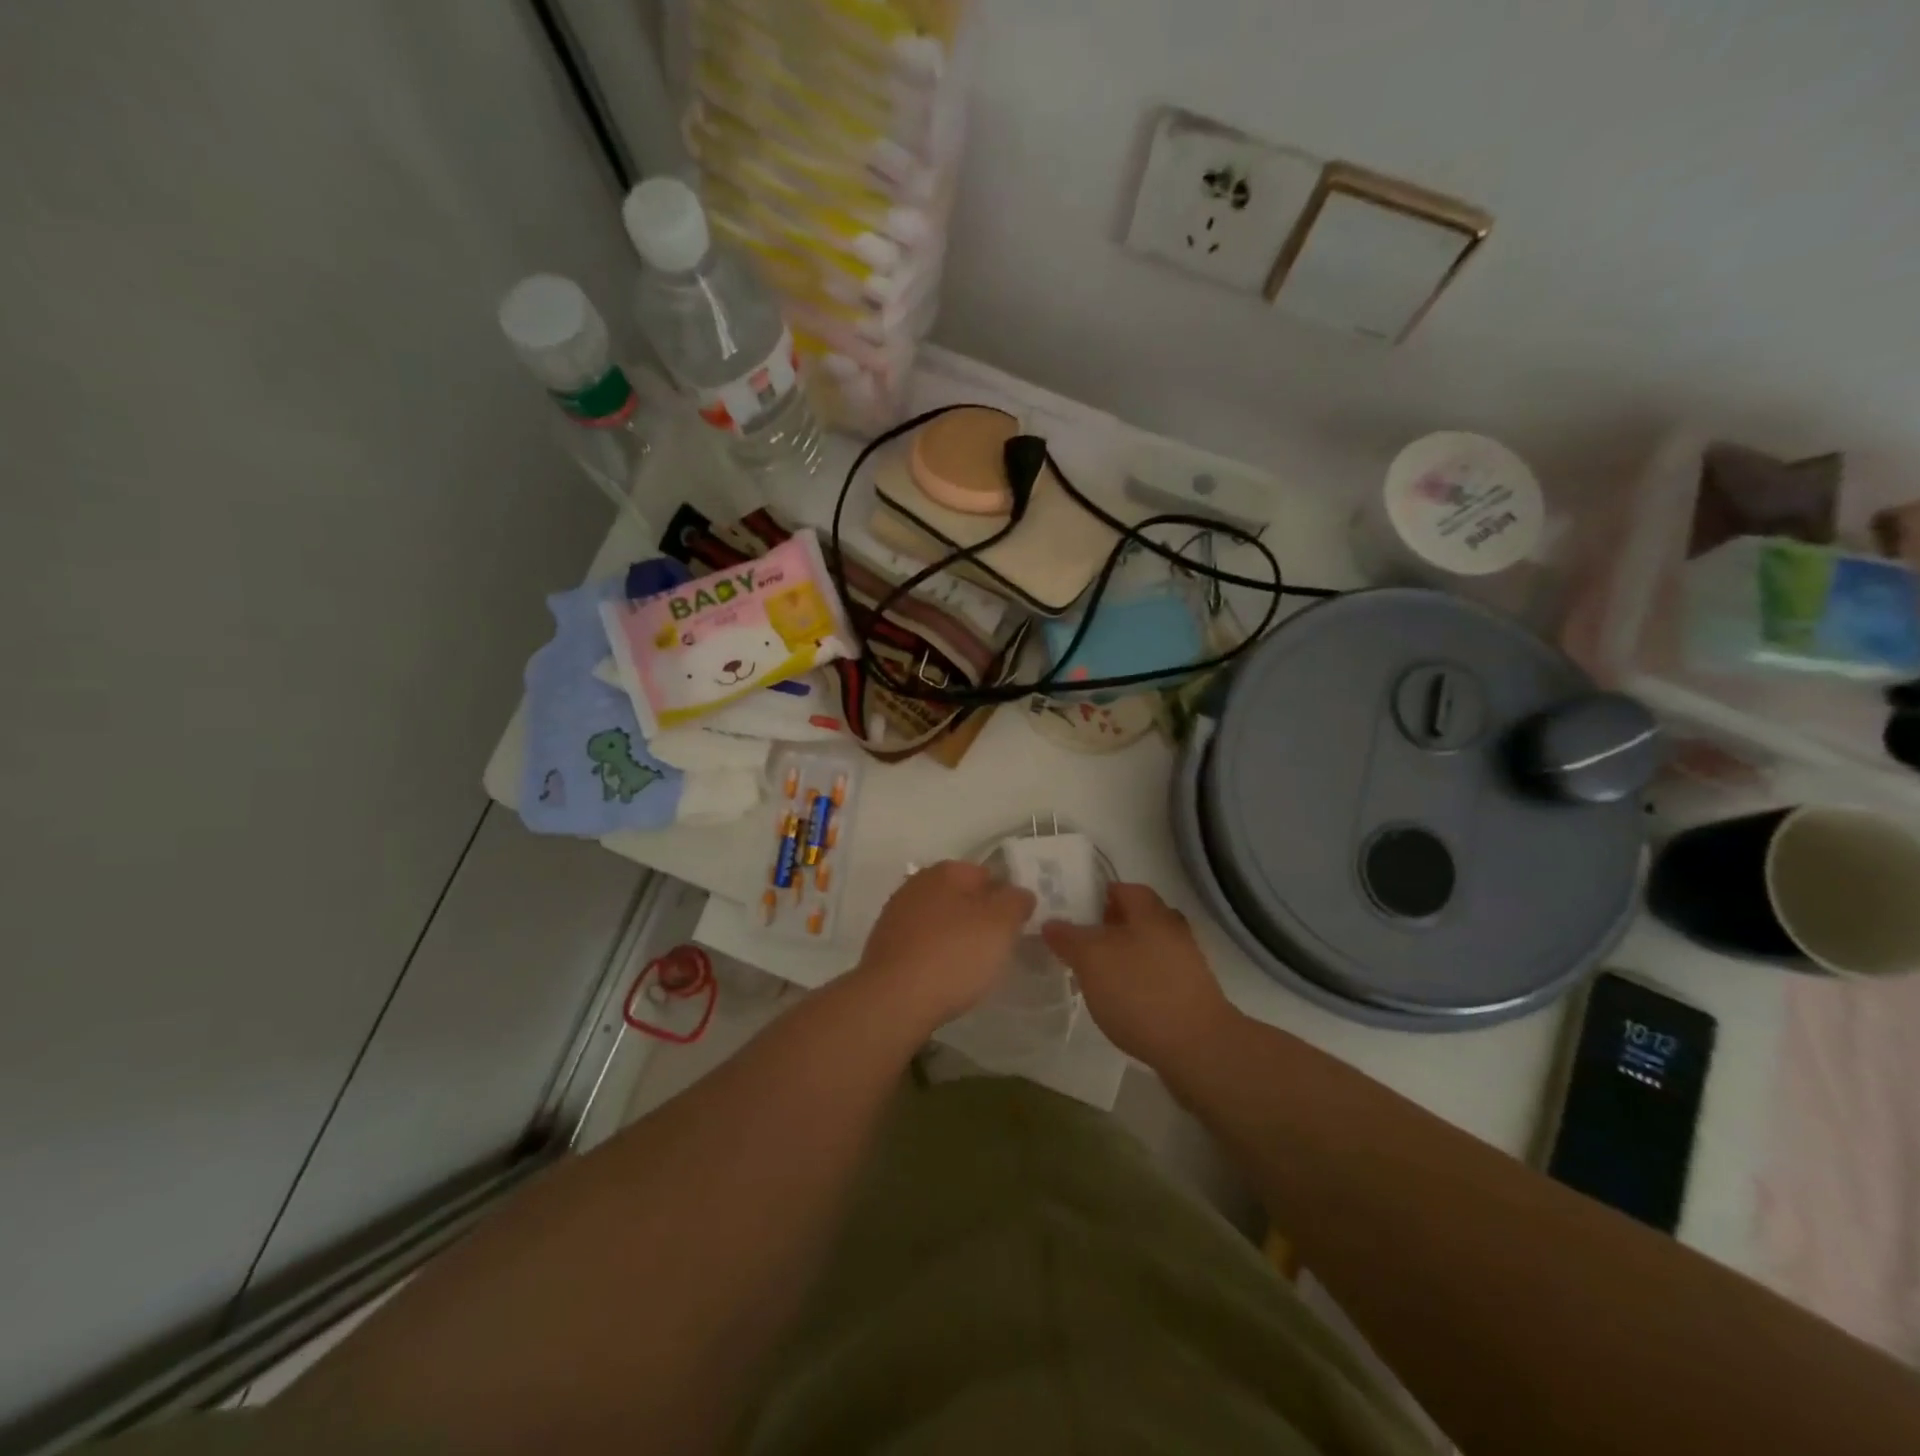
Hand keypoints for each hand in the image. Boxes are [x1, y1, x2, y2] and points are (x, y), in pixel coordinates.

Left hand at [853, 861, 1034, 1033]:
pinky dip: (934, 956)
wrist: (893, 1000)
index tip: (1015, 927)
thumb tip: (1018, 894)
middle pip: (960, 897)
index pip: (986, 875)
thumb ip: (1016, 902)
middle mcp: (916, 885)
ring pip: (939, 921)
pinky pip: (921, 945)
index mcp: (944, 871)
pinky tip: (943, 979)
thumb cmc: (953, 955)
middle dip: (979, 918)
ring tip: (972, 969)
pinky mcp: (884, 946)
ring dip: (955, 938)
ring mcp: (895, 915)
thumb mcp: (1001, 925)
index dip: (1005, 899)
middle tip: (996, 948)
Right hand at [1041, 882, 1235, 1068]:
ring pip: (1146, 948)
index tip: (1072, 909)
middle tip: (1078, 942)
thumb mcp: (1091, 959)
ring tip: (1094, 975)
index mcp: (1151, 912)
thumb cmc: (1140, 992)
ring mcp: (1185, 963)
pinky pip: (1156, 976)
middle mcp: (1172, 930)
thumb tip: (1051, 923)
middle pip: (1136, 918)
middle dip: (1107, 927)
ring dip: (1122, 956)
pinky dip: (1136, 982)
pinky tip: (1119, 1001)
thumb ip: (1068, 938)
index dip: (1096, 894)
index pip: (1122, 888)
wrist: (1198, 1048)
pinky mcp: (1190, 994)